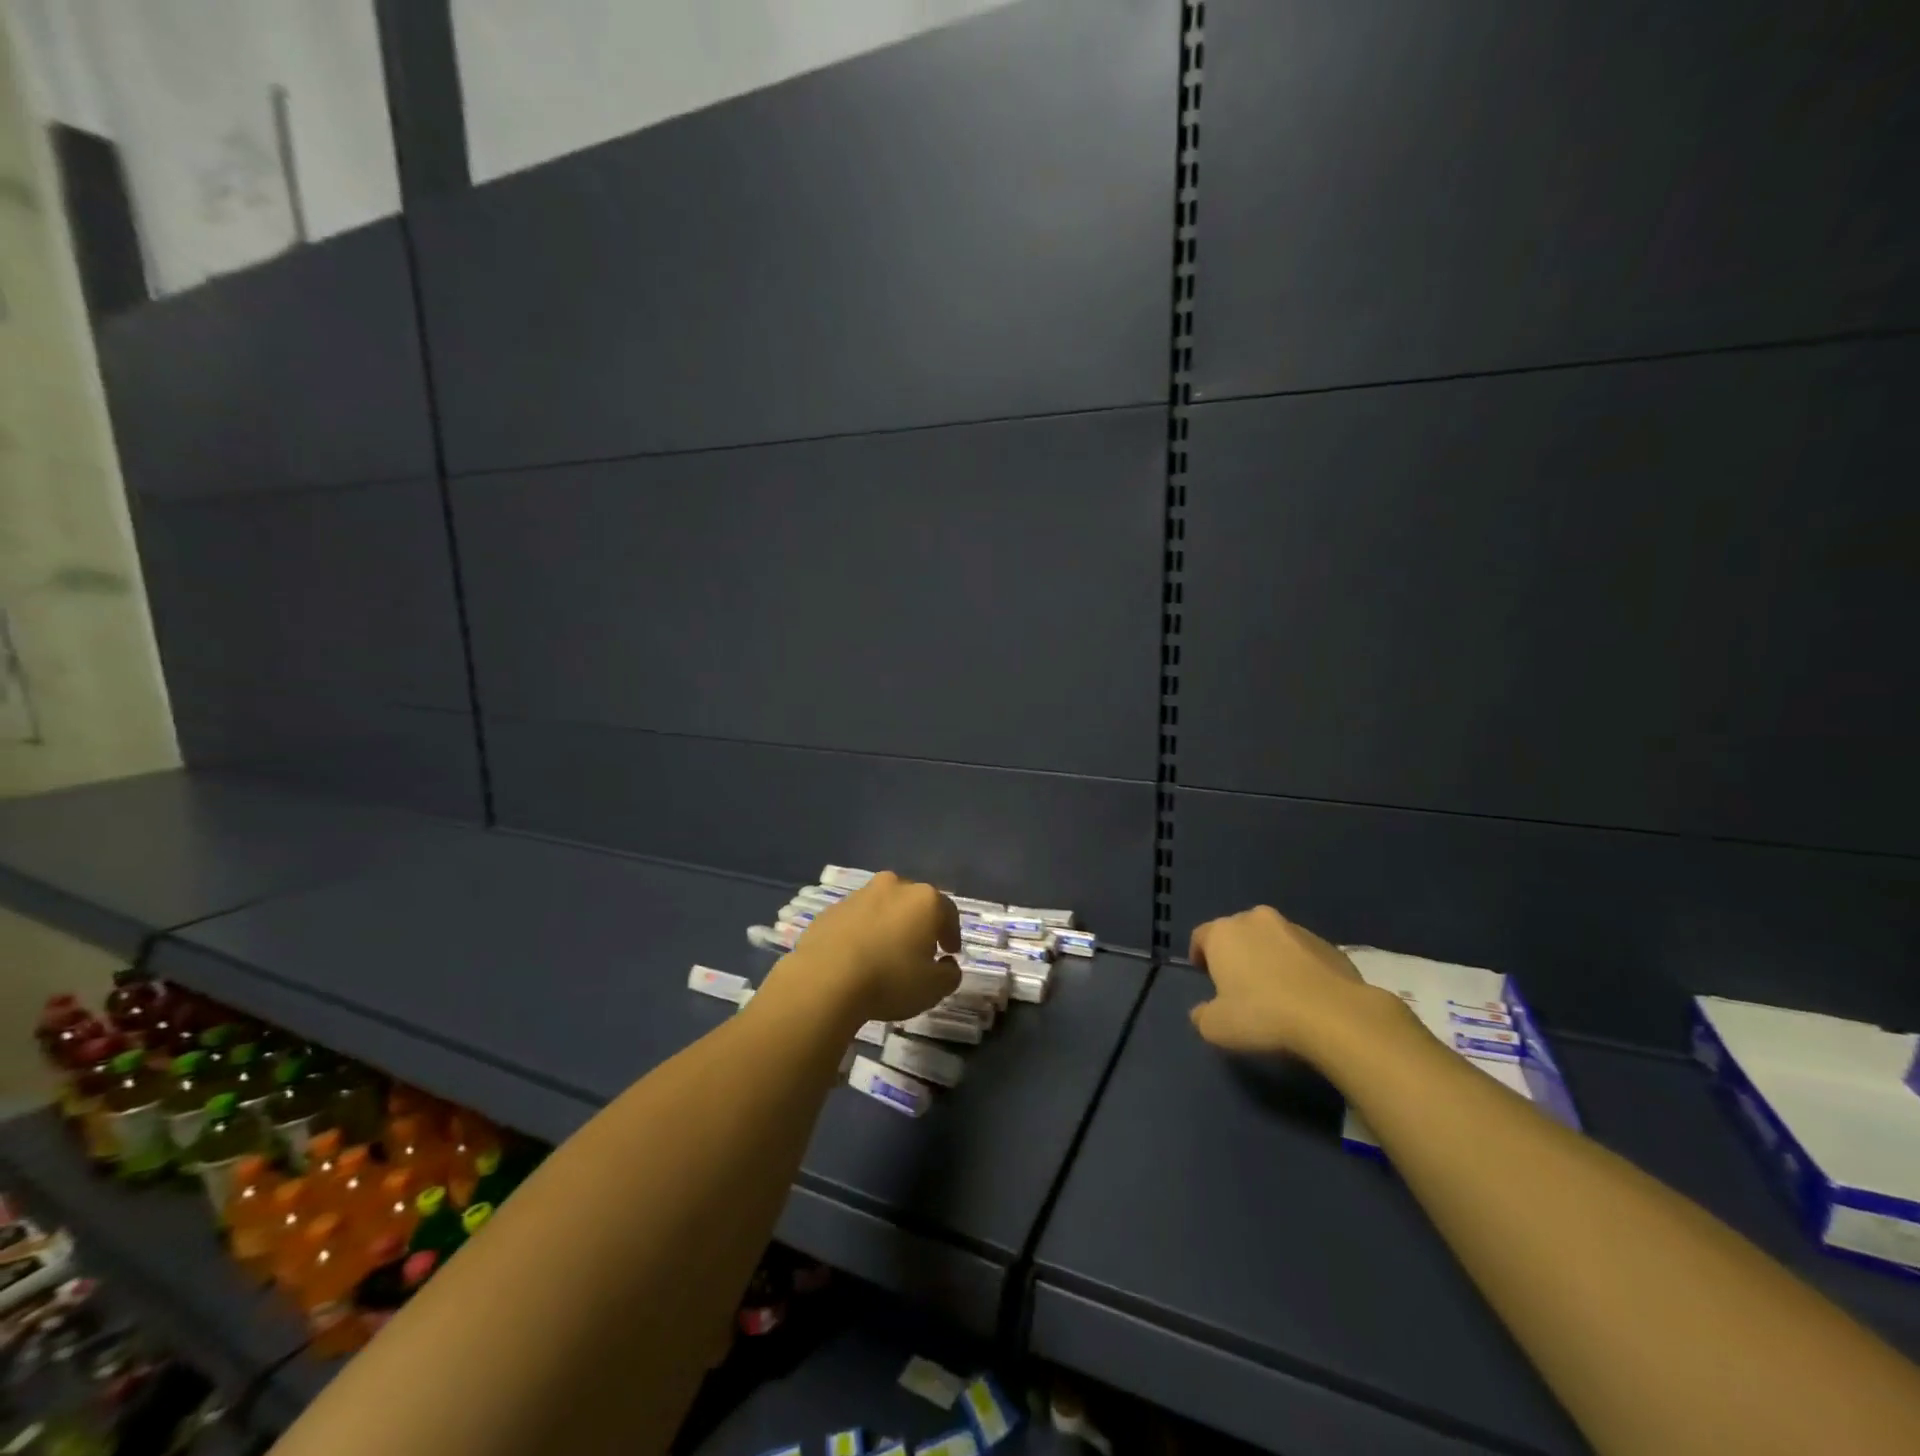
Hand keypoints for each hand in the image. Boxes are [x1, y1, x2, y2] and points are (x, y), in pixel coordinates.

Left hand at [769, 871, 961, 1026]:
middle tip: (920, 951)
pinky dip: (862, 932)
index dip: (952, 935)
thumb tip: (948, 965)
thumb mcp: (933, 988)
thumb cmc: (889, 979)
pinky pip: (857, 919)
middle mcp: (894, 887)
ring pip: (884, 907)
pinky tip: (858, 956)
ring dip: (889, 925)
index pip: (948, 913)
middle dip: (920, 924)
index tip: (950, 953)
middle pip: (914, 904)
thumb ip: (949, 975)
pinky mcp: (832, 909)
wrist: (824, 979)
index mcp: (924, 900)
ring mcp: (860, 894)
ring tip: (886, 954)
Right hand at [1188, 906, 1404, 1059]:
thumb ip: (1202, 1015)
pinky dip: (1299, 968)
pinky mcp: (1328, 943)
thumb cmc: (1263, 1015)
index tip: (1205, 978)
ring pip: (1272, 940)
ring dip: (1269, 958)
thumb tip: (1202, 1011)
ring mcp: (1295, 928)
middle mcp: (1255, 920)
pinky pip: (1302, 953)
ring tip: (1277, 991)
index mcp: (1223, 932)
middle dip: (1237, 953)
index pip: (1201, 937)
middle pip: (1238, 933)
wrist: (1334, 1016)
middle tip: (1240, 985)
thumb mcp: (1216, 1027)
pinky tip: (1306, 996)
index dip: (1200, 957)